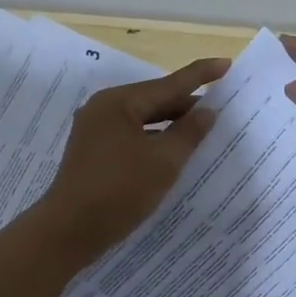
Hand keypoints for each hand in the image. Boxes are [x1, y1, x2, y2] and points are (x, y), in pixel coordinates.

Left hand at [35, 57, 229, 255]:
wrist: (68, 232)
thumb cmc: (119, 192)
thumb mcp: (163, 162)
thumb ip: (189, 133)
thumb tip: (207, 110)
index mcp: (119, 102)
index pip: (169, 84)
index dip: (200, 75)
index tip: (226, 64)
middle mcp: (103, 109)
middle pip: (154, 99)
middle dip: (187, 104)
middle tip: (221, 106)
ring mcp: (95, 130)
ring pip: (142, 119)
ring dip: (171, 124)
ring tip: (202, 129)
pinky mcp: (93, 152)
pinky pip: (131, 135)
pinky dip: (154, 139)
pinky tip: (172, 151)